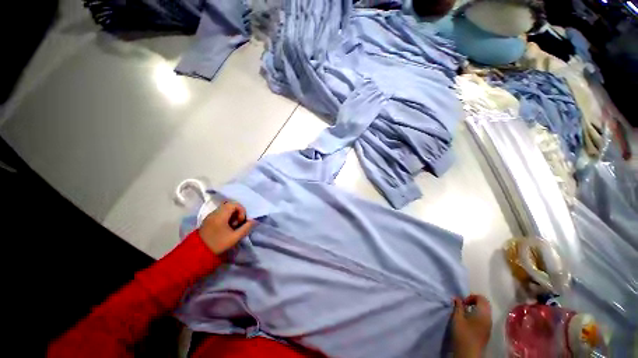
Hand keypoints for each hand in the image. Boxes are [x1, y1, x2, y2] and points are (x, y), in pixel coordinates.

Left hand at [198, 201, 255, 254]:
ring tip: (232, 227)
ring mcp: (210, 216)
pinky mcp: (208, 220)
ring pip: (225, 209)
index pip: (234, 204)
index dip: (241, 210)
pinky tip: (226, 228)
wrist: (197, 254)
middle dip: (237, 213)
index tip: (241, 221)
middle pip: (230, 205)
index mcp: (220, 216)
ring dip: (232, 215)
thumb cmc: (218, 245)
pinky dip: (226, 218)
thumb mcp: (234, 238)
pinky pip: (220, 214)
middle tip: (238, 224)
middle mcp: (214, 213)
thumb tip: (253, 221)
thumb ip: (246, 228)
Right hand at [451, 294, 491, 357]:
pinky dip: (477, 316)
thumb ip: (458, 306)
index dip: (471, 297)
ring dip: (475, 309)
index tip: (462, 302)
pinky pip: (484, 319)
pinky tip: (468, 322)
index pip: (482, 298)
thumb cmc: (463, 333)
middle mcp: (489, 318)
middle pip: (484, 304)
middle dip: (473, 302)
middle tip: (463, 306)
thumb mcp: (457, 318)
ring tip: (464, 314)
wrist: (469, 353)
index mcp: (483, 313)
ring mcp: (489, 326)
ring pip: (484, 312)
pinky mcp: (486, 332)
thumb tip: (457, 298)